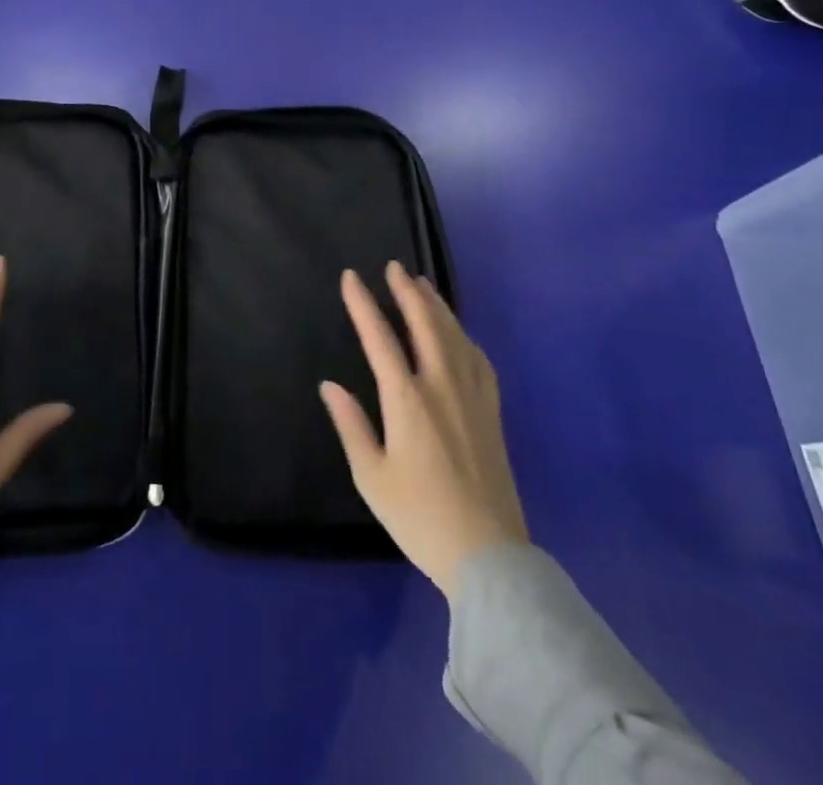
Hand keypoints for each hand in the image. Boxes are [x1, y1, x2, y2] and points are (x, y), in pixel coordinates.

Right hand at [320, 262, 527, 597]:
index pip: (380, 338)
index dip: (363, 304)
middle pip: (425, 325)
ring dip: (437, 306)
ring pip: (455, 336)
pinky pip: (478, 359)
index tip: (351, 277)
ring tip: (423, 285)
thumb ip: (350, 425)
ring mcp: (472, 397)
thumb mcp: (371, 477)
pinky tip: (459, 333)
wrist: (488, 556)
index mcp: (407, 400)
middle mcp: (442, 387)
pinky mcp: (492, 413)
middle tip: (394, 267)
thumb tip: (330, 385)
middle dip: (407, 292)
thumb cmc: (419, 517)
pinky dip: (464, 335)